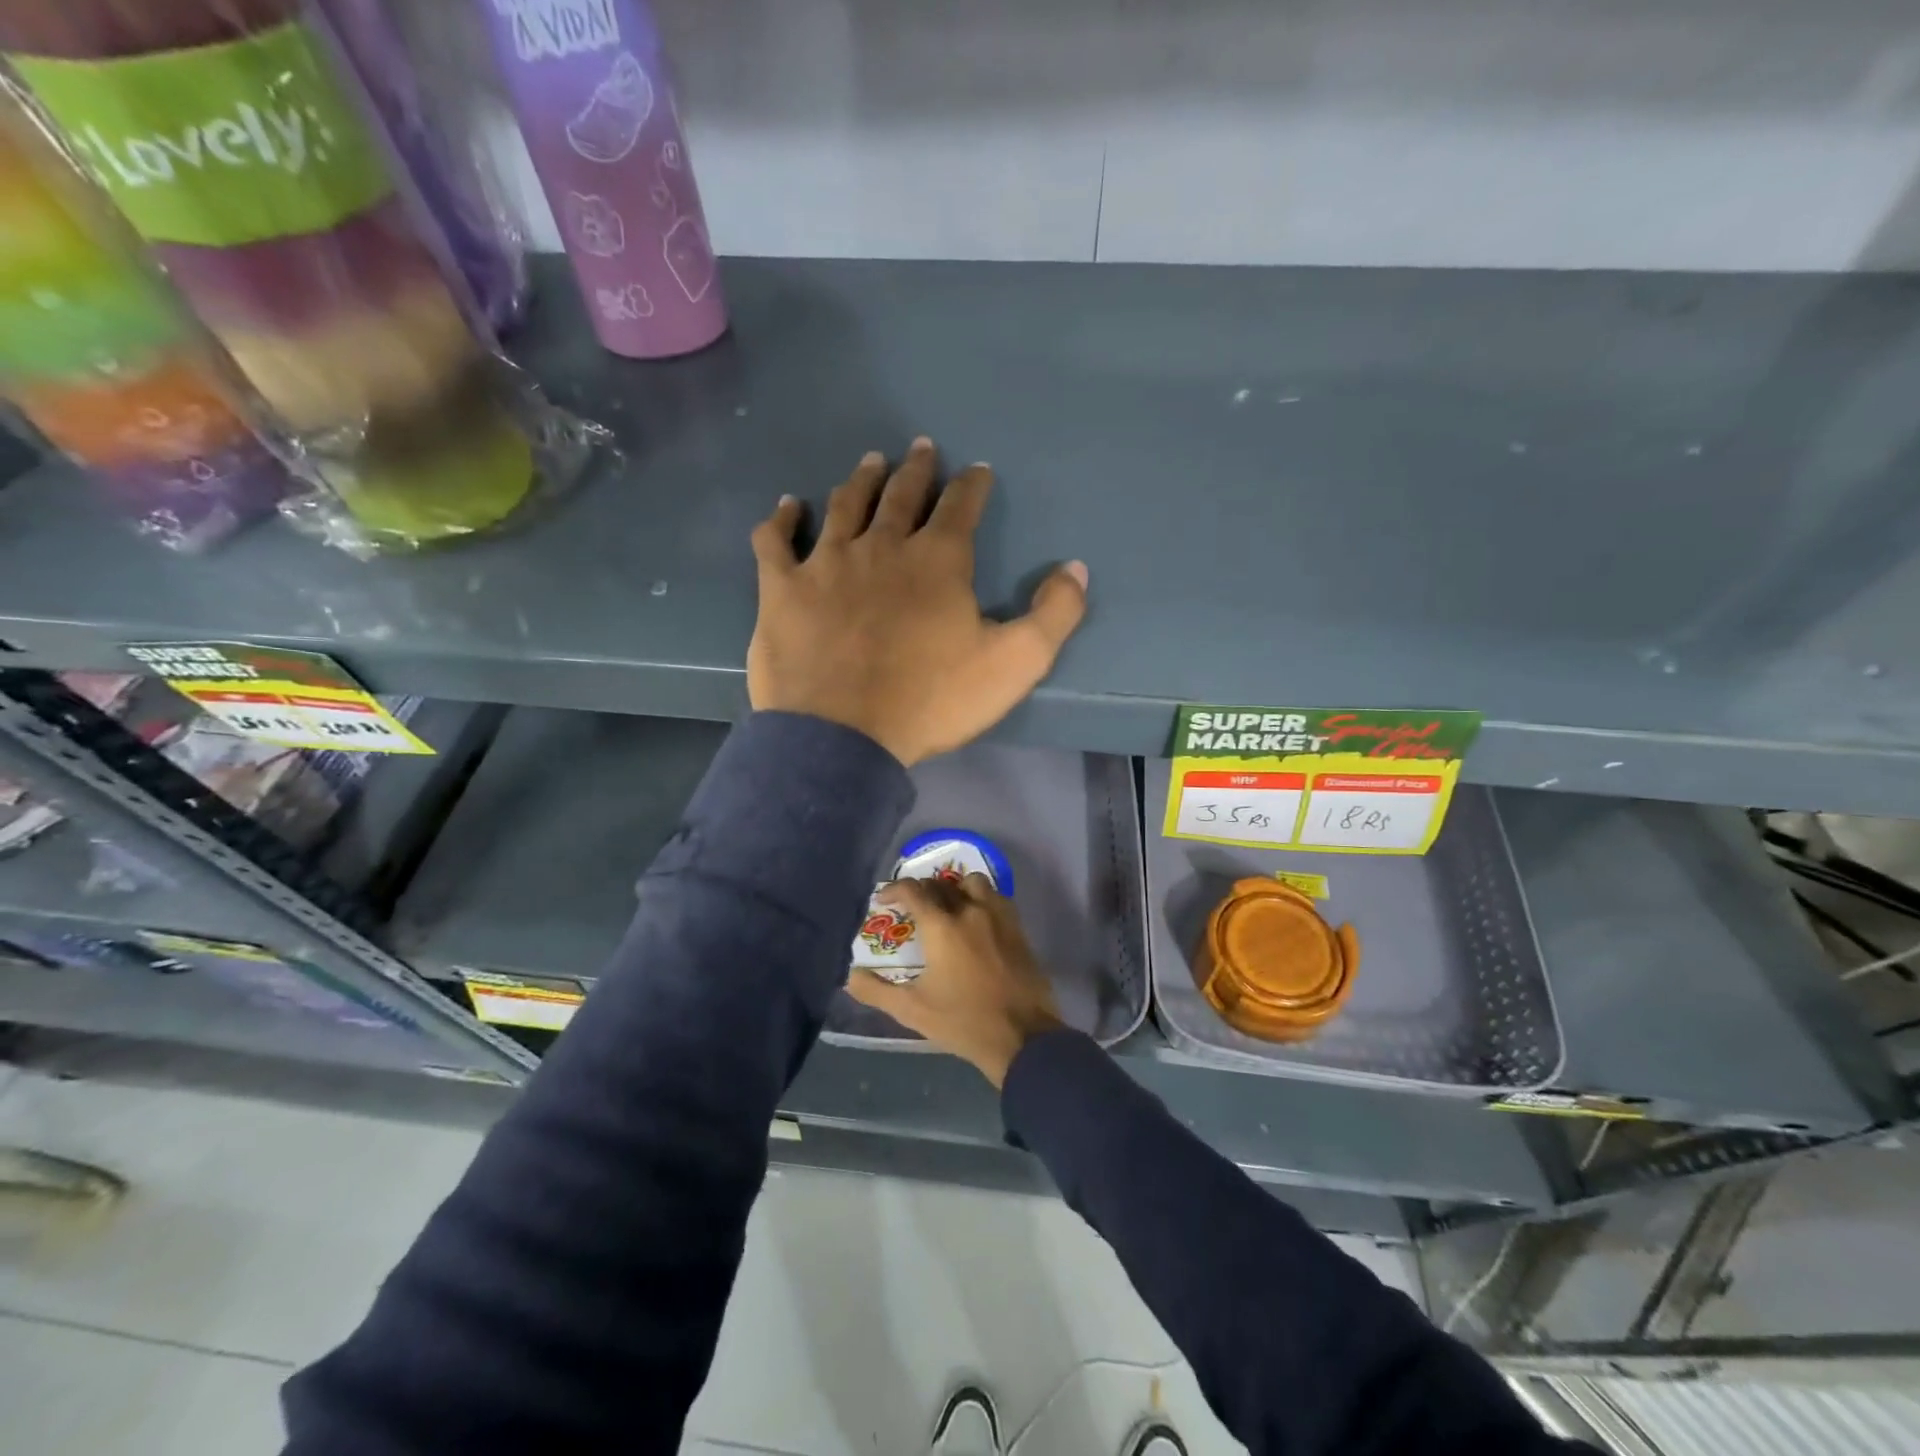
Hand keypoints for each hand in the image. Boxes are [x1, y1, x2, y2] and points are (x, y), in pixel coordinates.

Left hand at [748, 438, 1088, 765]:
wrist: (844, 736)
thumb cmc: (931, 700)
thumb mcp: (1015, 664)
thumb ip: (1054, 614)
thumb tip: (1076, 568)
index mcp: (937, 561)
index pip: (960, 507)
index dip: (972, 485)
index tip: (977, 471)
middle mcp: (881, 546)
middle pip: (901, 495)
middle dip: (916, 469)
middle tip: (921, 448)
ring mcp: (826, 563)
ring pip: (844, 506)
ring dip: (860, 481)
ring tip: (870, 462)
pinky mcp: (782, 589)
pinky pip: (775, 541)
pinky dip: (781, 520)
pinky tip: (787, 507)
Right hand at [846, 874, 1063, 1086]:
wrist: (1022, 1036)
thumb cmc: (962, 1022)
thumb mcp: (912, 1010)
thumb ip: (876, 991)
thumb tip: (851, 976)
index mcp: (942, 926)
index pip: (913, 890)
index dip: (893, 889)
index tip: (883, 900)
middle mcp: (970, 911)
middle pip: (941, 884)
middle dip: (921, 890)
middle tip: (911, 908)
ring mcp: (998, 916)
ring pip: (973, 883)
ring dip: (955, 888)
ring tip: (947, 907)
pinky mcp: (1018, 927)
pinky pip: (996, 897)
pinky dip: (980, 899)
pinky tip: (976, 919)